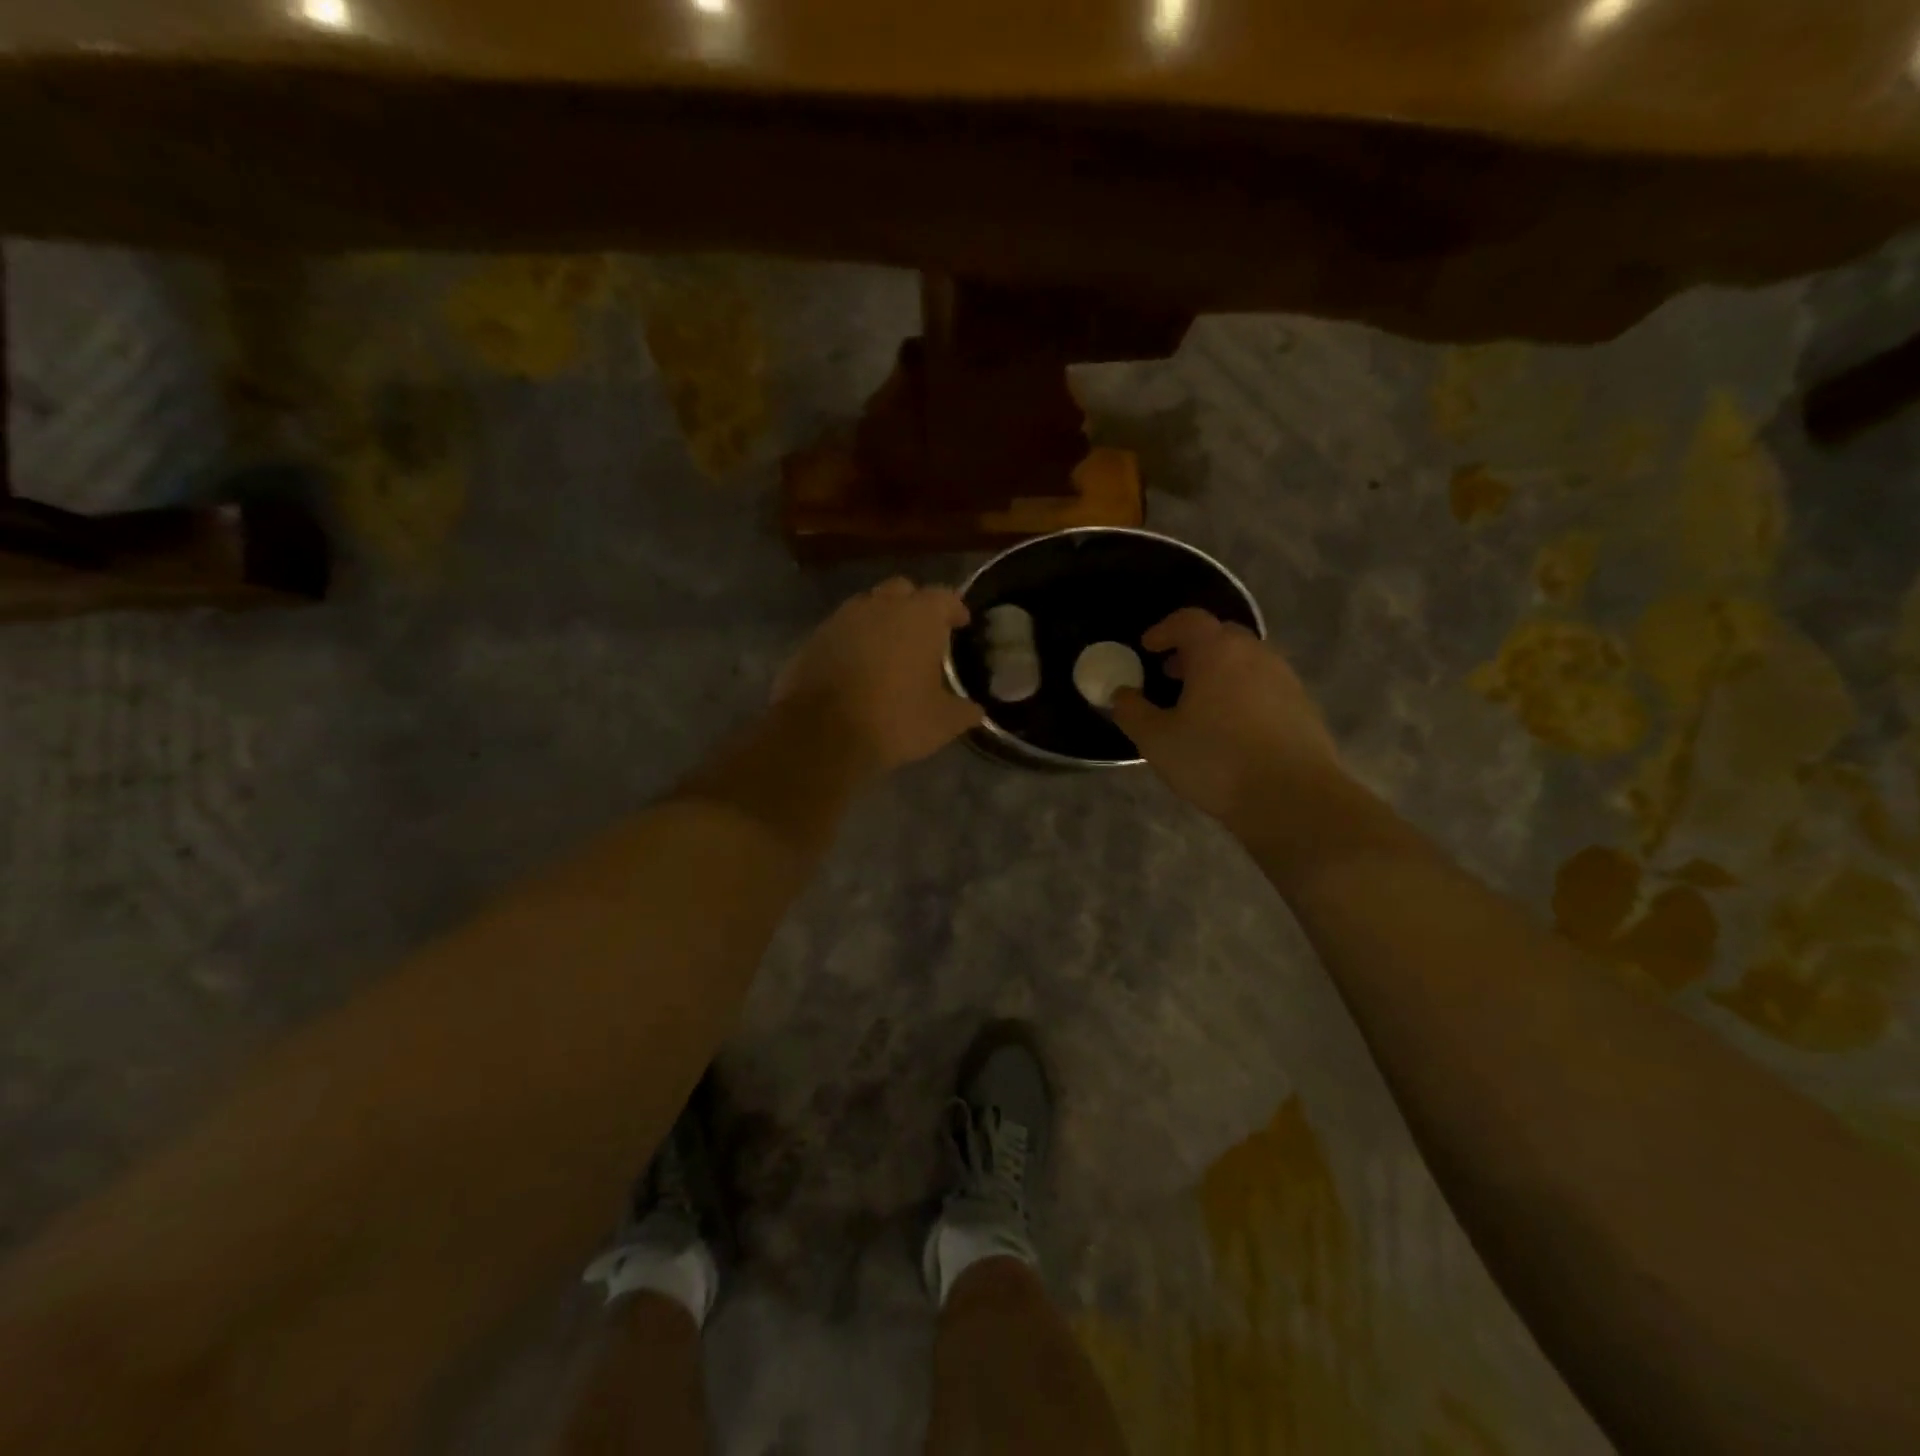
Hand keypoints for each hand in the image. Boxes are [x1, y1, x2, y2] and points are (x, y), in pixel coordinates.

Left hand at [775, 578, 983, 773]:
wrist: (821, 733)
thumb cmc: (893, 720)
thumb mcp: (942, 723)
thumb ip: (964, 710)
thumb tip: (974, 710)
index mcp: (919, 616)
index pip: (944, 597)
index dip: (955, 609)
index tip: (961, 624)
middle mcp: (880, 606)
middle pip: (903, 591)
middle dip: (915, 606)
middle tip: (924, 633)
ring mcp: (842, 619)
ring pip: (868, 607)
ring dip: (881, 621)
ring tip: (889, 649)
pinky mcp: (813, 638)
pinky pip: (842, 630)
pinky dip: (854, 640)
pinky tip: (858, 666)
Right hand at [1112, 608, 1341, 831]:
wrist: (1293, 798)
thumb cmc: (1216, 761)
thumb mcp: (1157, 741)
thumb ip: (1132, 712)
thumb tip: (1122, 694)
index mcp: (1217, 652)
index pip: (1189, 620)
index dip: (1164, 629)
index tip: (1148, 648)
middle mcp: (1255, 654)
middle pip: (1221, 636)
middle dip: (1192, 650)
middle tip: (1171, 674)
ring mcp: (1285, 678)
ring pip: (1246, 661)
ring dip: (1219, 672)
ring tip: (1199, 704)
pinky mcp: (1303, 705)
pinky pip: (1265, 685)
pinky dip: (1242, 692)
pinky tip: (1231, 727)